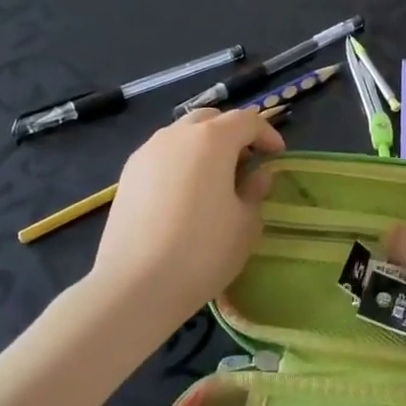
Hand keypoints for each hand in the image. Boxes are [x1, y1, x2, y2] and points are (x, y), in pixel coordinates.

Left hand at [89, 108, 284, 319]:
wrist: (135, 286)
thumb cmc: (203, 250)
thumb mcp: (245, 223)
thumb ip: (254, 191)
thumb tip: (257, 175)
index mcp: (212, 139)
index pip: (247, 121)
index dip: (267, 134)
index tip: (278, 155)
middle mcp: (176, 135)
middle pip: (211, 119)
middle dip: (233, 133)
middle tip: (247, 161)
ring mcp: (147, 153)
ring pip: (182, 135)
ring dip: (204, 146)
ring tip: (216, 177)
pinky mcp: (127, 176)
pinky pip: (162, 155)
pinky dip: (181, 162)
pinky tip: (186, 194)